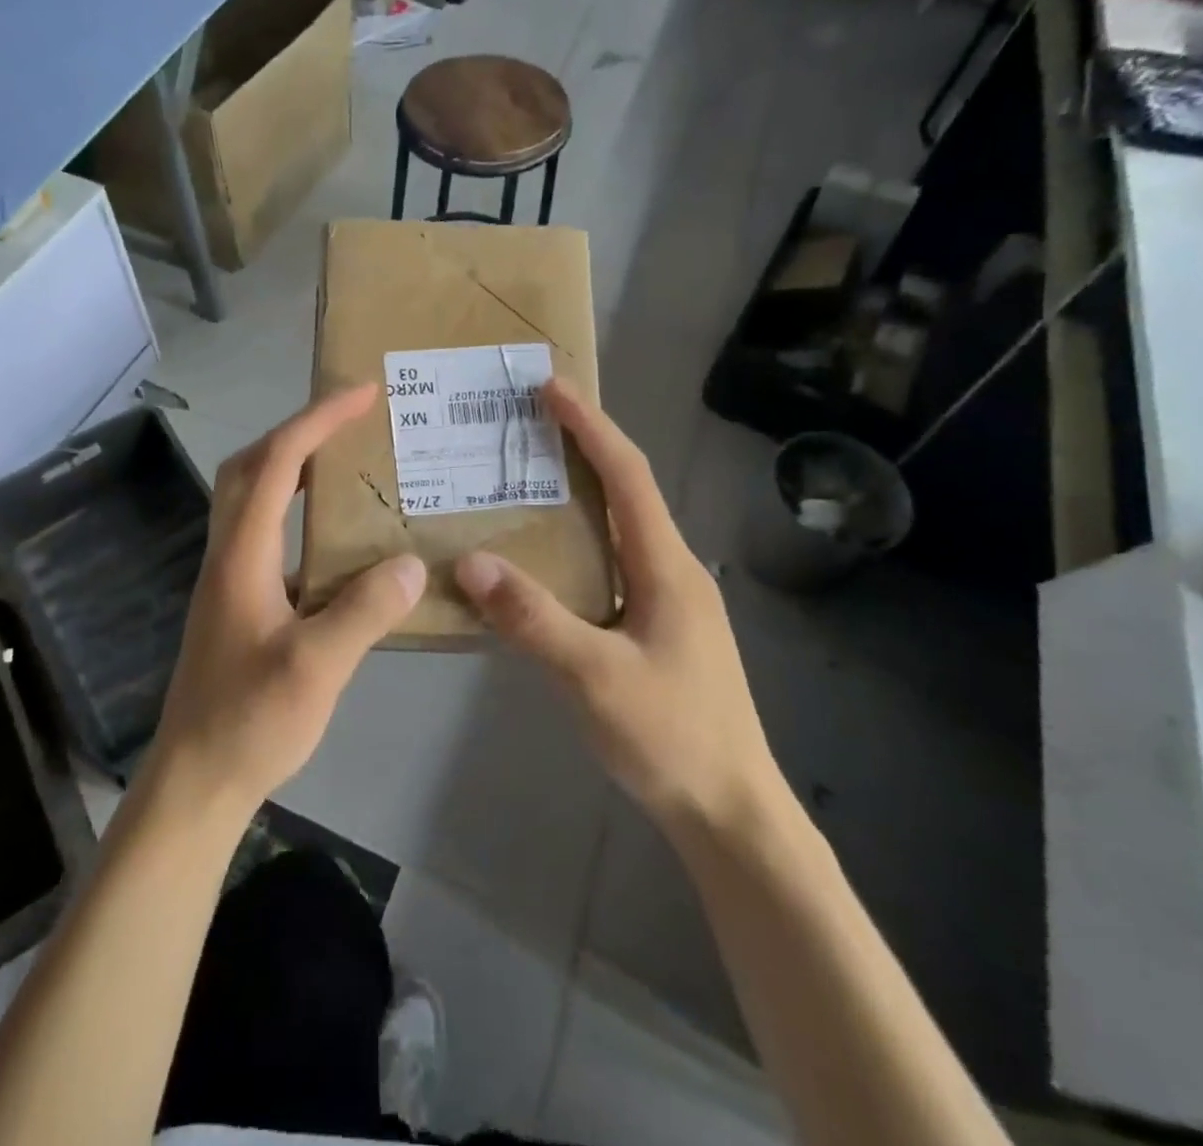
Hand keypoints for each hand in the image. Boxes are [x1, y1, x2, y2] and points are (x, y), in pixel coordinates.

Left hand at [146, 385, 426, 821]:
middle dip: (298, 430)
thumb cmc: (249, 721)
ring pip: (252, 497)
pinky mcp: (238, 601)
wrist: (195, 779)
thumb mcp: (316, 668)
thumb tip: (412, 565)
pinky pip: (265, 532)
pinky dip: (295, 511)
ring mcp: (229, 577)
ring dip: (292, 467)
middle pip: (251, 466)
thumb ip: (364, 611)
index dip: (316, 421)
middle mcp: (228, 553)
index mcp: (242, 554)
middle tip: (349, 420)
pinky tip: (335, 538)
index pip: (276, 463)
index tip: (360, 394)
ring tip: (346, 463)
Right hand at [454, 379, 782, 839]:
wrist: (732, 813)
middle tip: (526, 424)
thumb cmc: (672, 738)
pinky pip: (610, 562)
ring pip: (618, 528)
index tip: (550, 388)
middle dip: (581, 448)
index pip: (628, 475)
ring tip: (525, 478)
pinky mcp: (656, 627)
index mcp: (666, 566)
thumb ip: (533, 618)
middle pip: (626, 491)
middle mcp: (671, 570)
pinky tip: (542, 558)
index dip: (590, 426)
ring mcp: (667, 600)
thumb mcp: (595, 677)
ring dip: (578, 494)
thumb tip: (470, 560)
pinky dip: (576, 540)